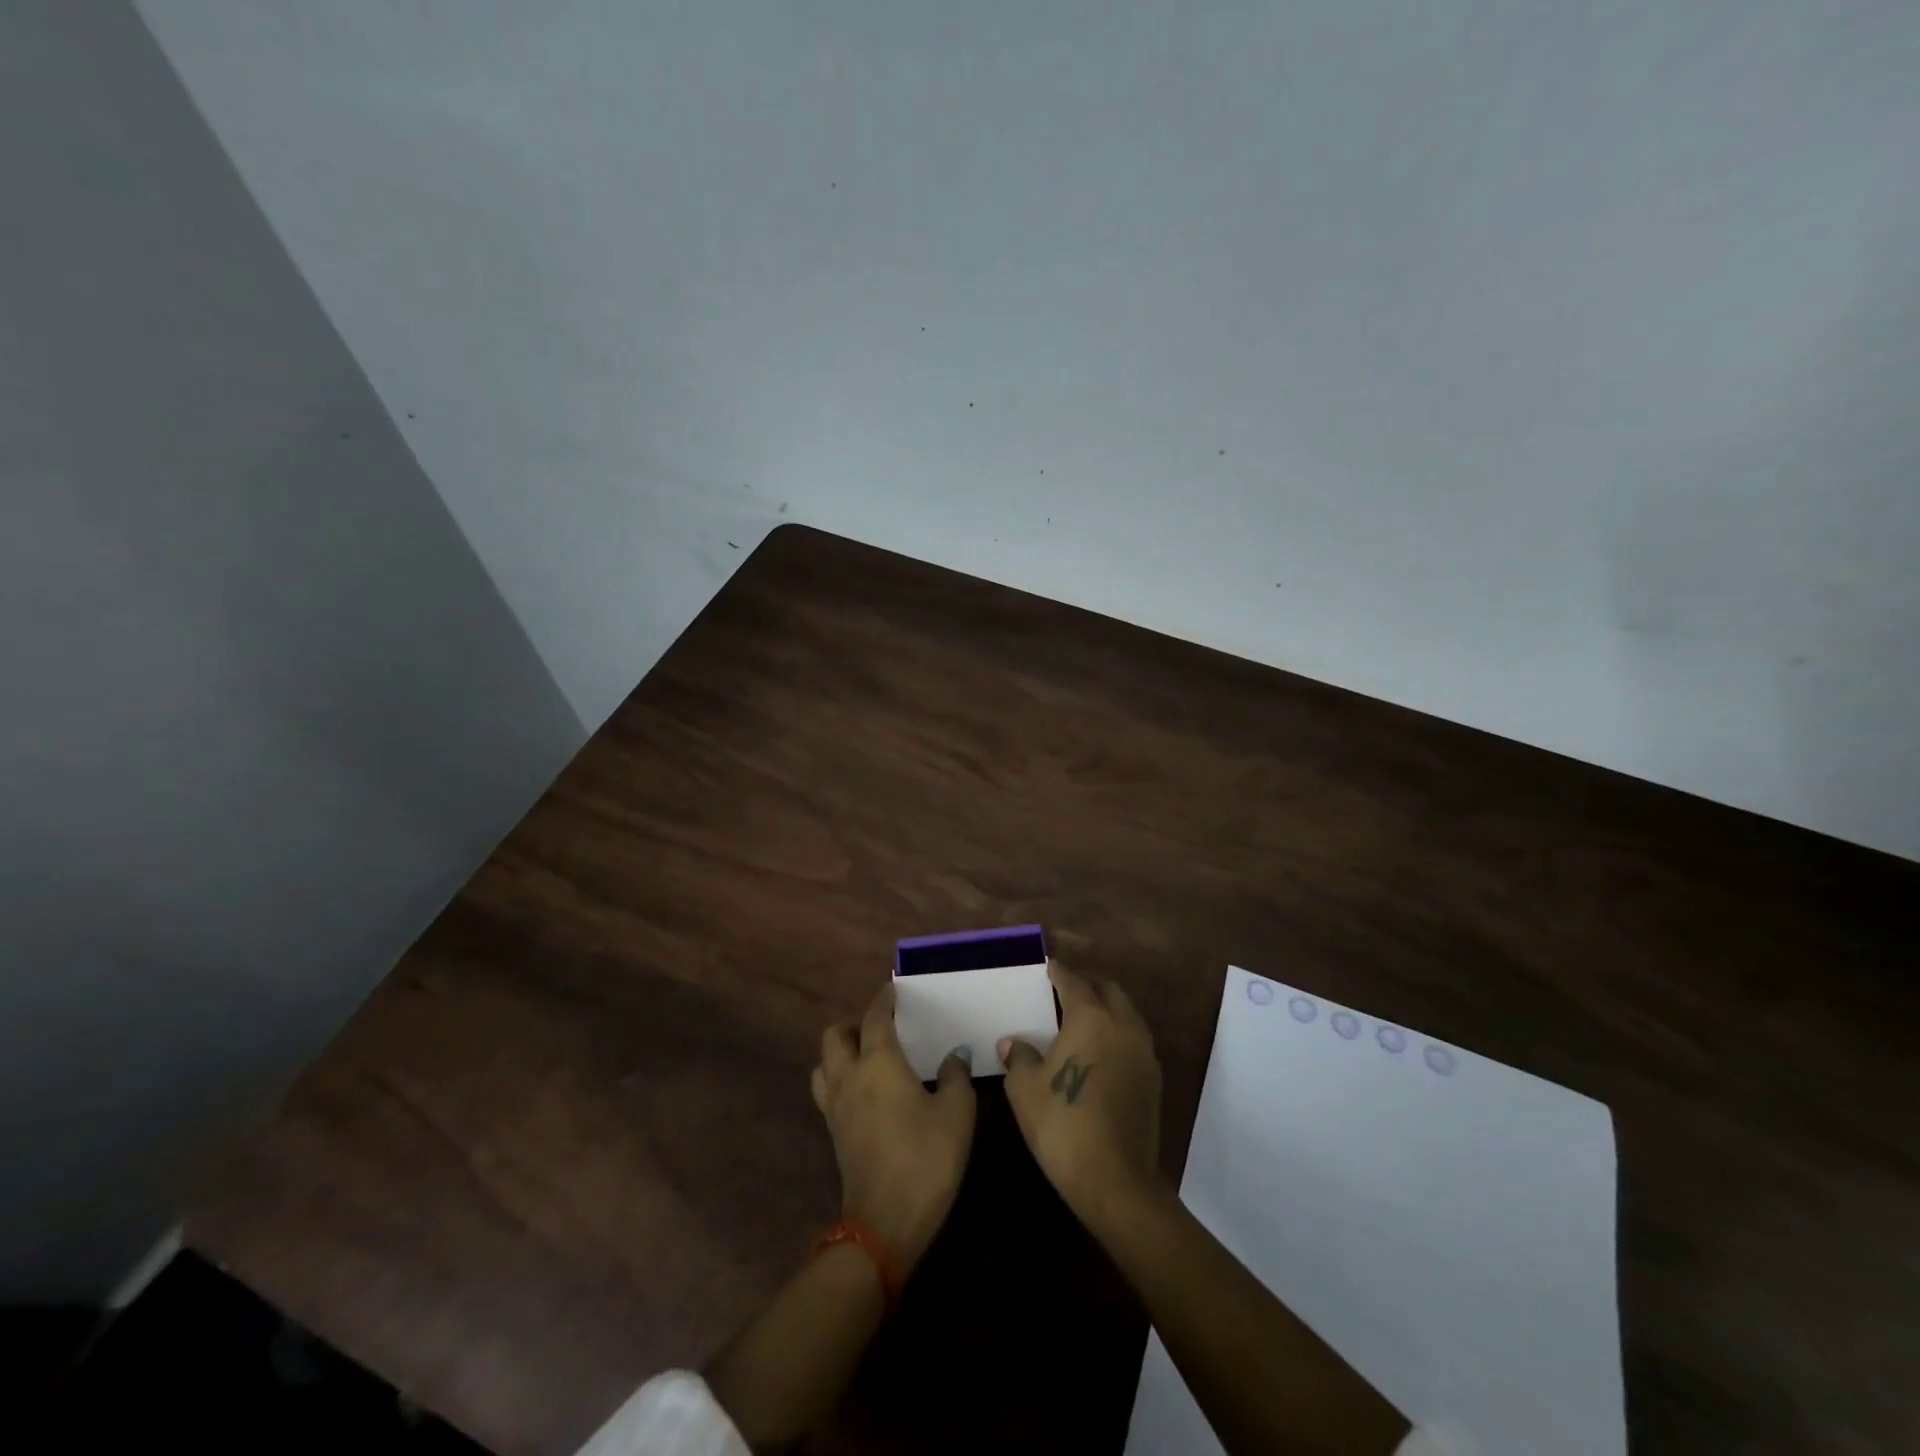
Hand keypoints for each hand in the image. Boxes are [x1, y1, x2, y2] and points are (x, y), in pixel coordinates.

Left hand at [811, 980, 976, 1272]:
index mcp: (879, 1062)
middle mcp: (850, 1076)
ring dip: (839, 1051)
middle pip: (835, 1035)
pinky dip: (839, 1078)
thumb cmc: (926, 1159)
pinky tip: (864, 1091)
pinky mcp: (833, 1133)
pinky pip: (827, 1090)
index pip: (875, 1016)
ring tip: (866, 1055)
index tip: (894, 989)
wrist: (885, 1225)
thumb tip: (954, 1054)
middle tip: (880, 1026)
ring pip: (823, 1063)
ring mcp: (835, 1107)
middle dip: (854, 1023)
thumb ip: (955, 1076)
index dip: (883, 998)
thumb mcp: (956, 1114)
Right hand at [999, 961, 1162, 1224]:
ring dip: (1106, 1010)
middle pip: (1107, 990)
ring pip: (1126, 1014)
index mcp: (1090, 1017)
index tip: (1047, 966)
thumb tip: (1013, 1043)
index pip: (1073, 981)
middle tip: (1064, 993)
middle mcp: (1123, 1025)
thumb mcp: (1024, 1088)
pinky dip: (1116, 1036)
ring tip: (1081, 1023)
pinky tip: (1099, 1054)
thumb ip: (1019, 1056)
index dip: (1058, 971)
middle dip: (1087, 985)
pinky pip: (1133, 1041)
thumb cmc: (1062, 1123)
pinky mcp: (1153, 1079)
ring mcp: (1143, 1052)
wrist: (1115, 1180)